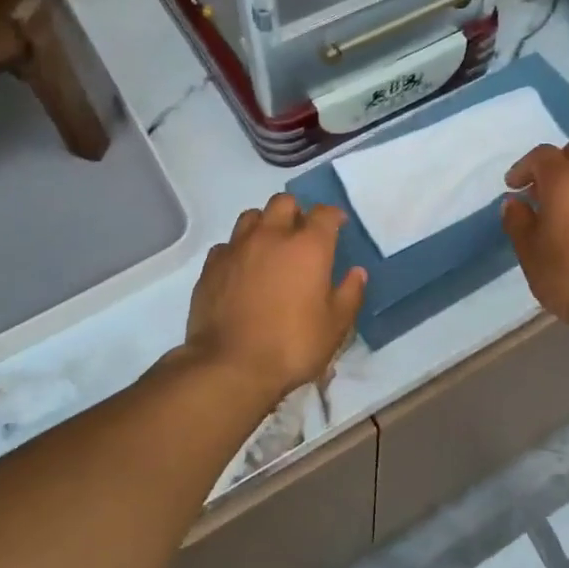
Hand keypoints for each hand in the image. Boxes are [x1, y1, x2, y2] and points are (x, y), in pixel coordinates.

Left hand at [184, 193, 365, 405]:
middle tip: (301, 235)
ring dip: (264, 224)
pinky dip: (238, 250)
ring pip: (251, 216)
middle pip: (284, 202)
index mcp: (308, 246)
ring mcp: (237, 248)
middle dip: (296, 212)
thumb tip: (357, 272)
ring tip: (270, 247)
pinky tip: (242, 270)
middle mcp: (271, 236)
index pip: (324, 213)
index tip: (338, 226)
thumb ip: (350, 294)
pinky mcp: (211, 266)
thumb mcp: (335, 326)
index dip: (334, 216)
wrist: (231, 365)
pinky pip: (227, 245)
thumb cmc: (292, 345)